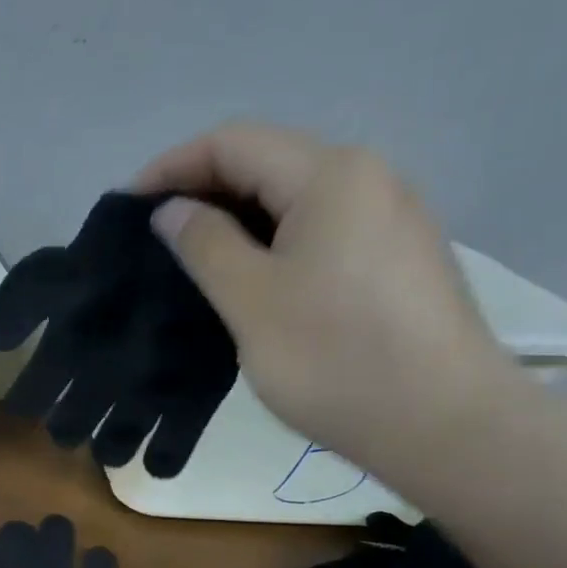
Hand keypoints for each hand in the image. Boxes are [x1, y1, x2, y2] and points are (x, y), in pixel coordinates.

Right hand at [135, 122, 515, 469]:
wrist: (442, 424)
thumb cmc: (334, 358)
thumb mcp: (251, 300)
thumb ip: (205, 245)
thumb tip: (172, 210)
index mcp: (330, 175)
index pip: (234, 143)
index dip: (172, 167)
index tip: (125, 208)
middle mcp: (368, 179)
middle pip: (267, 163)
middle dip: (201, 190)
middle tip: (151, 238)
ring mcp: (389, 219)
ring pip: (294, 199)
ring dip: (235, 219)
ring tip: (190, 260)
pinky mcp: (395, 259)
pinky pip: (319, 230)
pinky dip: (270, 242)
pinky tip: (247, 280)